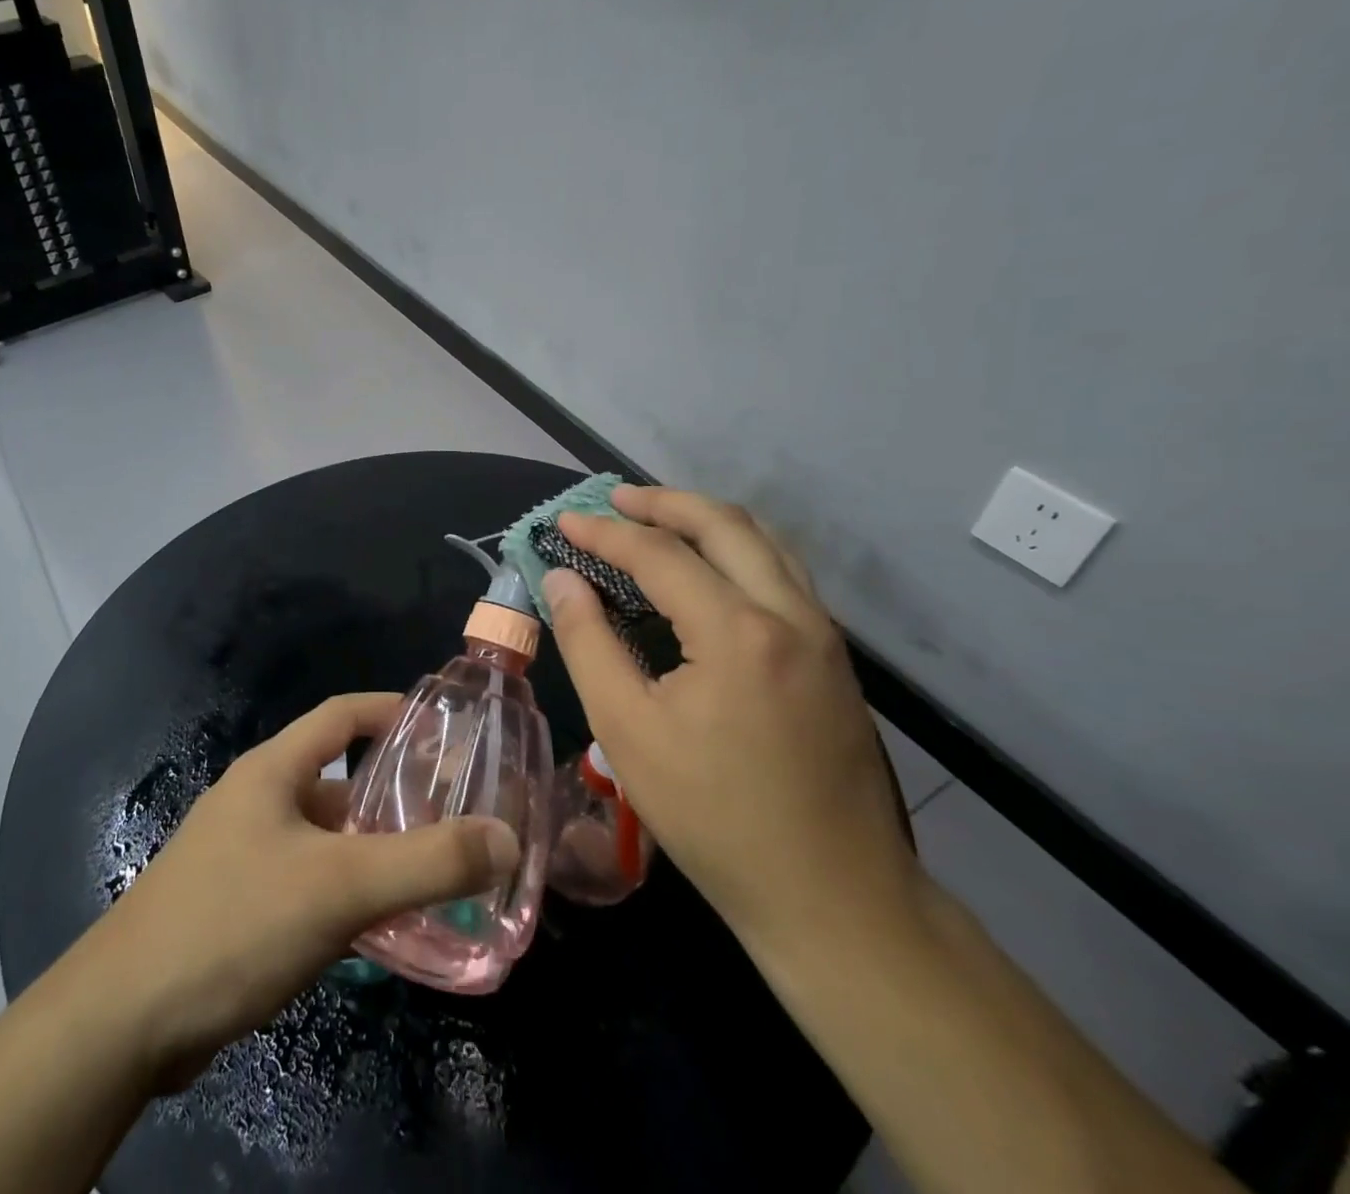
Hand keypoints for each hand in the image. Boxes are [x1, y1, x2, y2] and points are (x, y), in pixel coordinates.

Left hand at [80, 692, 519, 1087]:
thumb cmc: (234, 922)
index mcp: (273, 770)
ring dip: (370, 853)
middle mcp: (255, 800)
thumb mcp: (340, 886)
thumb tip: (505, 838)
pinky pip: (305, 882)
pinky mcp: (233, 905)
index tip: (444, 729)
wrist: (122, 1022)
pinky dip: (344, 894)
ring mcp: (240, 854)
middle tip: (451, 818)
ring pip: (323, 838)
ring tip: (427, 878)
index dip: (392, 710)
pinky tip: (375, 933)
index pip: (341, 714)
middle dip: (392, 796)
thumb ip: (427, 862)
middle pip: (337, 780)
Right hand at [543, 486, 917, 951]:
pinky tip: (709, 570)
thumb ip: (588, 644)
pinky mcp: (834, 657)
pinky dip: (737, 550)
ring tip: (657, 518)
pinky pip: (782, 573)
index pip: (659, 554)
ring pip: (764, 543)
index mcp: (737, 631)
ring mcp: (822, 634)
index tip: (563, 521)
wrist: (833, 896)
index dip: (604, 533)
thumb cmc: (715, 817)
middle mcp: (789, 614)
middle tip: (613, 499)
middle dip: (663, 503)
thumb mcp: (628, 732)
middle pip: (723, 525)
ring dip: (705, 520)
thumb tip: (561, 581)